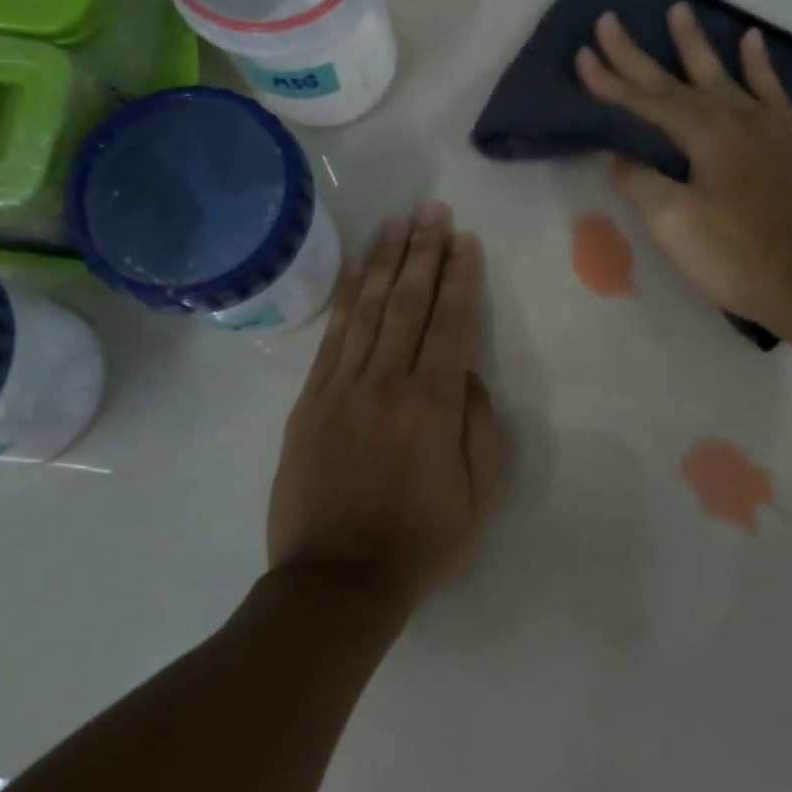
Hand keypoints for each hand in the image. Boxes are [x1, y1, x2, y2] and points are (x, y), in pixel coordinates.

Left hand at [267, 202, 506, 607]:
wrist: (336, 580)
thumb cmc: (420, 542)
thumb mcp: (479, 495)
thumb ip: (481, 428)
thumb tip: (468, 376)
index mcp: (434, 405)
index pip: (451, 324)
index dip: (460, 278)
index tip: (464, 240)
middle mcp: (388, 383)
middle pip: (408, 303)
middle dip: (424, 252)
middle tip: (433, 211)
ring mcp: (342, 388)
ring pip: (369, 309)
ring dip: (385, 262)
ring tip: (398, 223)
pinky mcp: (310, 401)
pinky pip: (332, 336)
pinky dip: (346, 296)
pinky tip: (356, 269)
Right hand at [576, 3, 791, 330]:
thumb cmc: (735, 256)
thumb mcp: (675, 224)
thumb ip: (642, 182)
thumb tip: (613, 155)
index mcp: (702, 137)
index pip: (646, 102)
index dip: (611, 82)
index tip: (583, 54)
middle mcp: (735, 119)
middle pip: (678, 81)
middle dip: (639, 55)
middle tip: (611, 20)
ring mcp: (769, 128)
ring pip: (726, 76)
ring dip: (697, 46)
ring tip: (680, 10)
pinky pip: (774, 92)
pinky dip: (761, 66)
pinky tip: (753, 41)